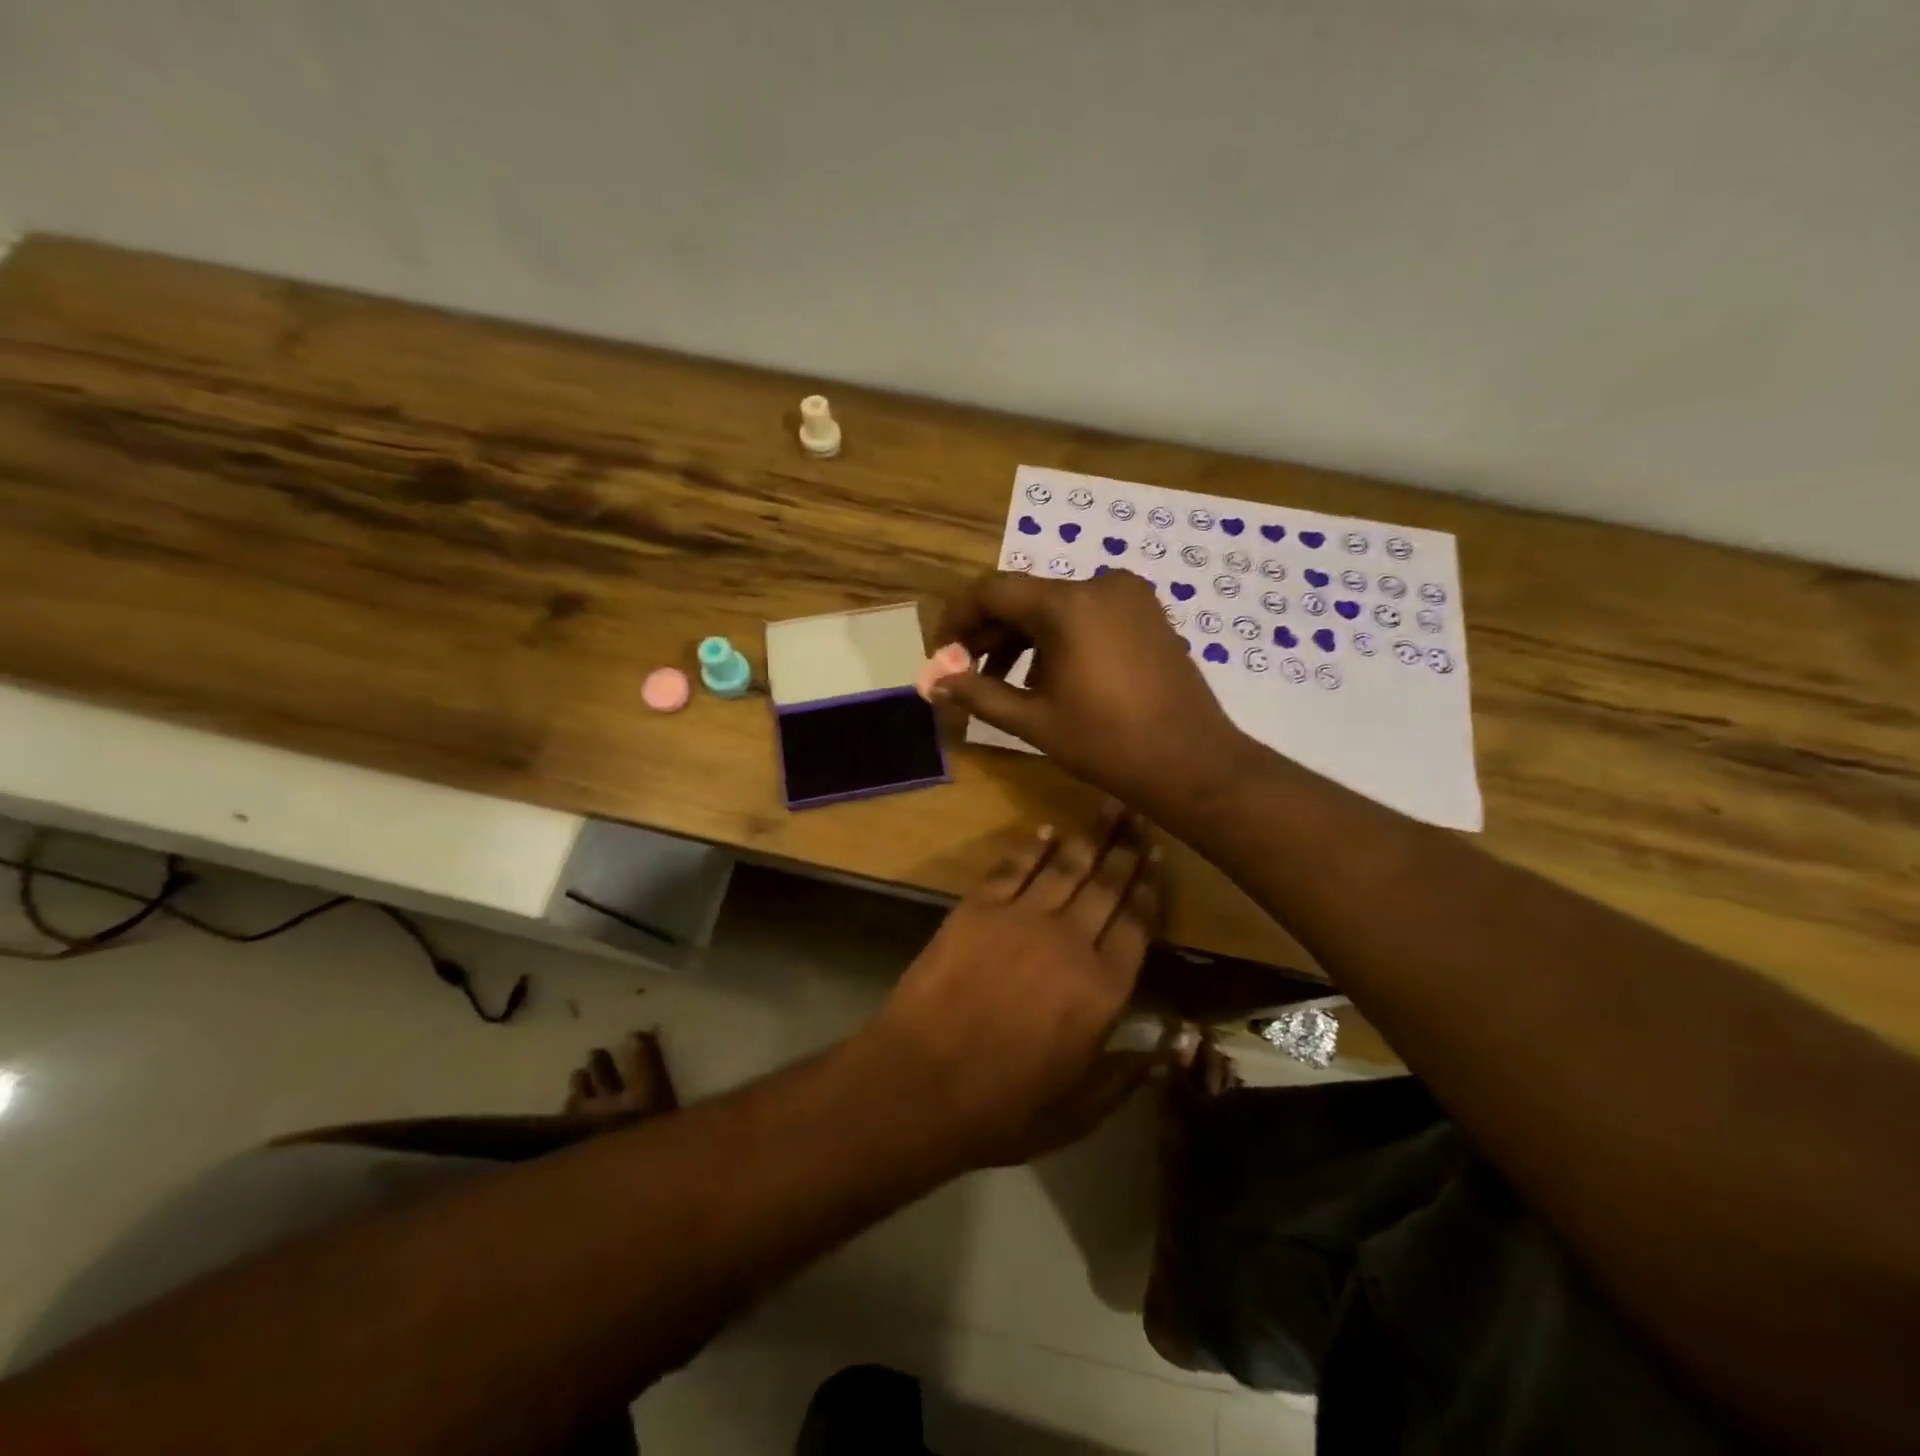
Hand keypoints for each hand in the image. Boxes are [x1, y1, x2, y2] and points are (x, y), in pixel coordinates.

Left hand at [868, 811, 1163, 1166]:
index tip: (1157, 856)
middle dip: (1126, 848)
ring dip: (1089, 835)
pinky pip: (1012, 867)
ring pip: (1065, 866)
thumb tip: (1170, 1050)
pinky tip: (1045, 831)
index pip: (1138, 924)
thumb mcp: (1078, 1111)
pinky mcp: (978, 908)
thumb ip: (1126, 1075)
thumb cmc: (1004, 1107)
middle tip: (1140, 814)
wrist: (922, 1082)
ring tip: (1107, 805)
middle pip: (1107, 884)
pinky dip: (1031, 847)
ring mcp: (1022, 918)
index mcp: (1104, 988)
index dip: (1149, 887)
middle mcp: (1071, 940)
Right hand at [932, 571, 1251, 819]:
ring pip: (1056, 607)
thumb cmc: (1107, 744)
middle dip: (990, 634)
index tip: (942, 653)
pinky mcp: (1147, 613)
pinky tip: (1049, 678)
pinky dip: (1059, 638)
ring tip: (1004, 684)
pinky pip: (1087, 614)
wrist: (1191, 762)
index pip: (992, 591)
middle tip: (966, 673)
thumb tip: (934, 681)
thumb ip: (977, 693)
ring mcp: (1129, 596)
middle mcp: (1099, 584)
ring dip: (1023, 639)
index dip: (958, 618)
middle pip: (1025, 598)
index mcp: (1068, 605)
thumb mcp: (1033, 721)